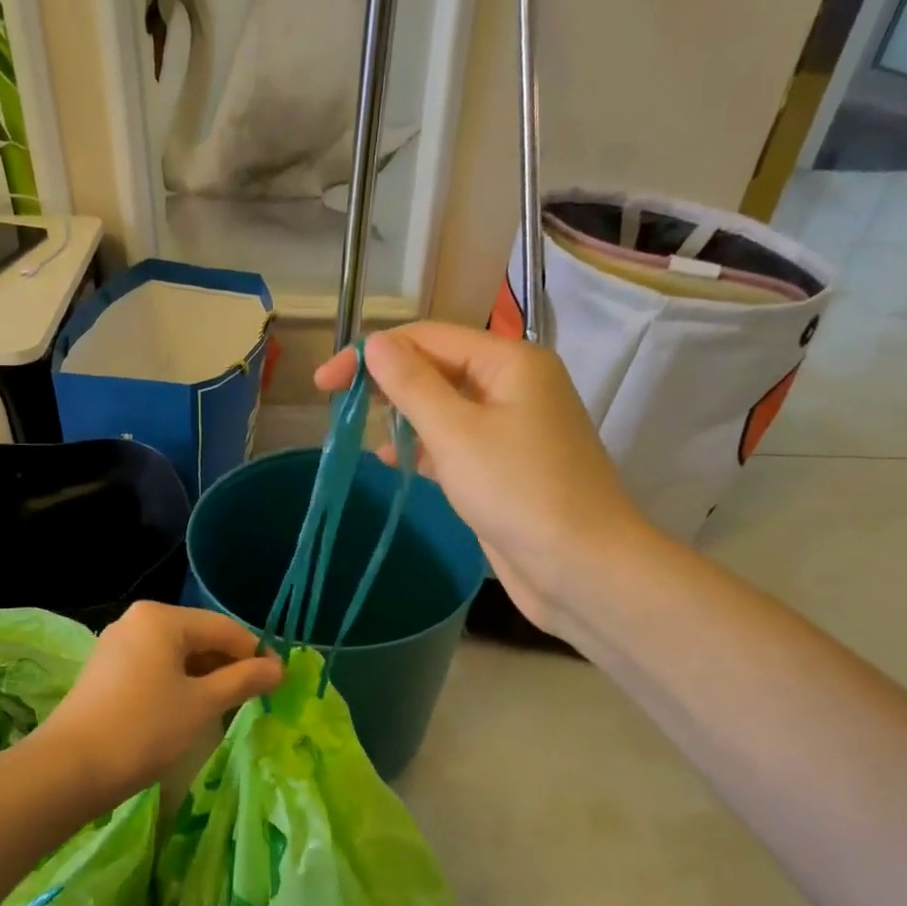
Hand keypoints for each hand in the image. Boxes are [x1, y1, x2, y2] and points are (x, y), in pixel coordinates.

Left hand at [36, 602, 282, 800]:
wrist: (70, 769)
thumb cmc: (144, 729)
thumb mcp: (202, 704)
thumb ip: (243, 680)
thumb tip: (279, 667)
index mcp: (161, 617)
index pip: (224, 628)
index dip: (256, 653)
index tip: (278, 682)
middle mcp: (138, 621)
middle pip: (199, 636)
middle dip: (229, 665)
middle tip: (255, 697)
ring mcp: (117, 645)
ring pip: (176, 653)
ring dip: (205, 676)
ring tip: (226, 707)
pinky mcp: (106, 670)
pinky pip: (155, 667)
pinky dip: (178, 683)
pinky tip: (190, 709)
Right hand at [316, 322, 654, 637]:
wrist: (582, 567)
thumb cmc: (518, 491)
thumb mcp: (456, 433)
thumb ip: (412, 384)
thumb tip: (376, 342)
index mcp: (509, 362)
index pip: (428, 338)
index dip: (372, 354)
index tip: (324, 383)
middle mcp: (513, 385)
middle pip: (437, 368)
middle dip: (386, 383)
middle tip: (334, 404)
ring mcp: (511, 427)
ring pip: (444, 407)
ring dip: (401, 415)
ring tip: (357, 433)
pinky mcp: (505, 465)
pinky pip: (455, 442)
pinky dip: (423, 447)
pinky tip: (392, 460)